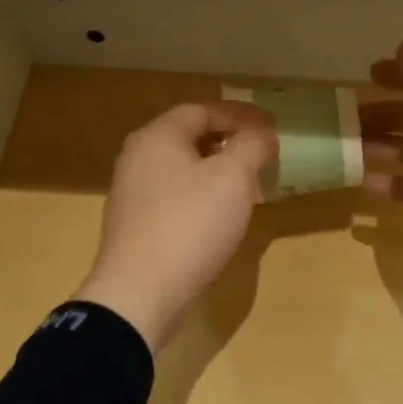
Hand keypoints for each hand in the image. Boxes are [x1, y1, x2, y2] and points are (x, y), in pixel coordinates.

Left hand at [75, 100, 278, 350]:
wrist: (139, 293)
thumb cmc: (190, 224)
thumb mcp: (233, 177)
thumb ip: (253, 146)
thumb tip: (262, 134)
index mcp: (158, 136)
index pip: (202, 110)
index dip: (240, 115)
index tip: (271, 126)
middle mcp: (138, 158)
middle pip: (189, 138)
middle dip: (228, 142)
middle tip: (260, 155)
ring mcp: (131, 195)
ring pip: (181, 170)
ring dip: (215, 172)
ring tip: (246, 187)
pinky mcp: (134, 227)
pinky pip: (174, 198)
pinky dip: (200, 197)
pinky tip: (219, 218)